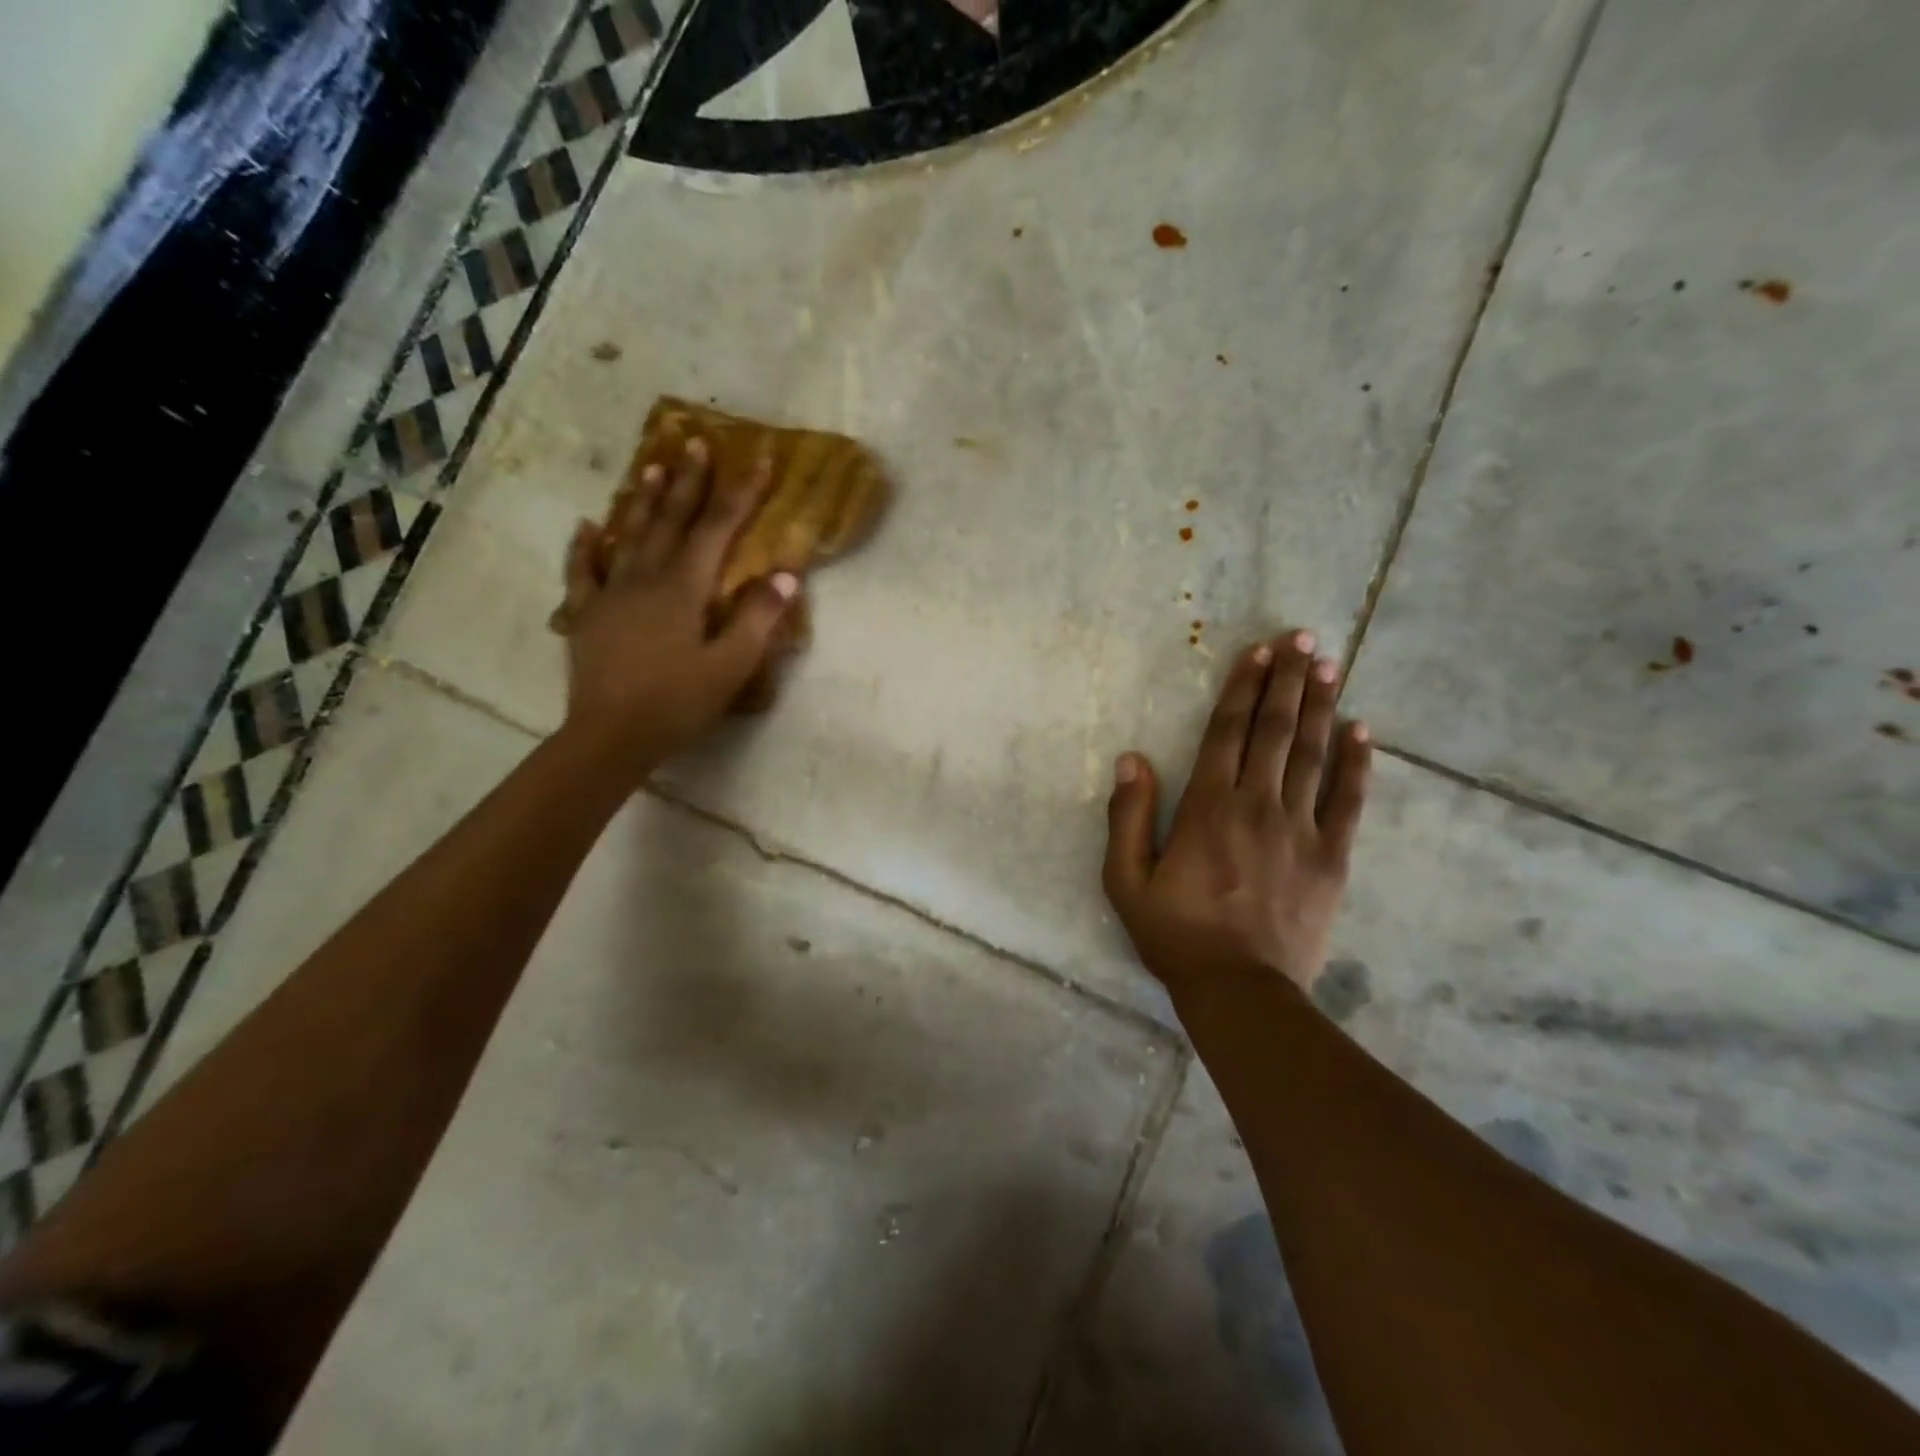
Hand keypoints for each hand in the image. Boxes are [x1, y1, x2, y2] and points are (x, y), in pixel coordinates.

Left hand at [558, 438, 796, 780]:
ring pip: (629, 536)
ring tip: (650, 466)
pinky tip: (587, 527)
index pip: (717, 529)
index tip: (757, 459)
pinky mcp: (586, 615)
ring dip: (642, 500)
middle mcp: (646, 578)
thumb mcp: (730, 666)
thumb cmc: (677, 703)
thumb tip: (786, 573)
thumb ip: (758, 617)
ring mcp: (611, 594)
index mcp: (684, 588)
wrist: (610, 736)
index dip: (740, 494)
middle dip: (687, 481)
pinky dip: (585, 547)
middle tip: (695, 442)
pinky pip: (583, 572)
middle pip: (671, 521)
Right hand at [1103, 630, 1371, 1001]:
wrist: (1240, 990)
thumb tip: (1131, 759)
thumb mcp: (1125, 881)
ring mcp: (1301, 829)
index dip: (1242, 688)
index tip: (1257, 652)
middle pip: (1274, 731)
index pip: (1226, 732)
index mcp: (1206, 807)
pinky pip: (1348, 799)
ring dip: (1319, 706)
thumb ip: (1126, 817)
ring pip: (1312, 754)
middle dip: (1287, 681)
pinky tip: (1362, 730)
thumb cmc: (1175, 934)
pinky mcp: (1333, 856)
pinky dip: (1356, 762)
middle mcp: (1256, 805)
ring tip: (1328, 665)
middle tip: (1302, 639)